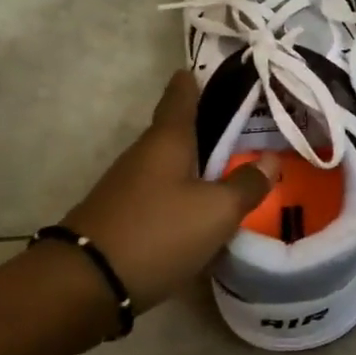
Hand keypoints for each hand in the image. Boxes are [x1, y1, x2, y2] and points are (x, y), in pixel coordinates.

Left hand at [59, 71, 278, 310]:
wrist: (85, 285)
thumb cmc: (157, 232)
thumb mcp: (215, 211)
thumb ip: (246, 185)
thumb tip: (270, 160)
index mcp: (167, 139)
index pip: (181, 95)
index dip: (194, 81)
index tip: (208, 69)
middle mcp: (144, 154)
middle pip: (176, 130)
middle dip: (205, 126)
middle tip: (241, 125)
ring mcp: (127, 185)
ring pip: (169, 164)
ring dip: (195, 163)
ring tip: (228, 168)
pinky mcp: (121, 215)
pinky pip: (160, 192)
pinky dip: (182, 192)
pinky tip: (199, 210)